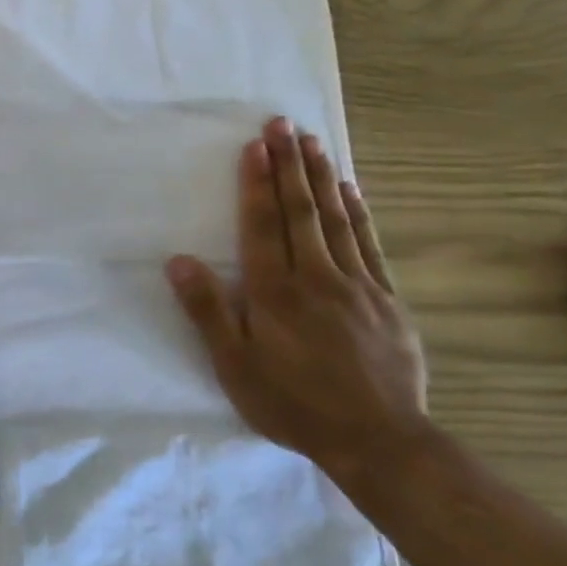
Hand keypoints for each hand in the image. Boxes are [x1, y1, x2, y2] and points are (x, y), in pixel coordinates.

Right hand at [167, 118, 428, 483]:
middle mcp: (316, 277)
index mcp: (274, 291)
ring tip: (313, 143)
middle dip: (289, 165)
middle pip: (300, 211)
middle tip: (283, 124)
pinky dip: (358, 214)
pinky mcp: (388, 301)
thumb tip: (178, 261)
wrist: (379, 441)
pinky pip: (370, 245)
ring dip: (321, 178)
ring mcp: (358, 286)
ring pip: (336, 220)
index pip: (262, 225)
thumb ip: (207, 310)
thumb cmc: (293, 403)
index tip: (256, 145)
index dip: (257, 183)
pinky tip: (351, 191)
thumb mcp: (234, 366)